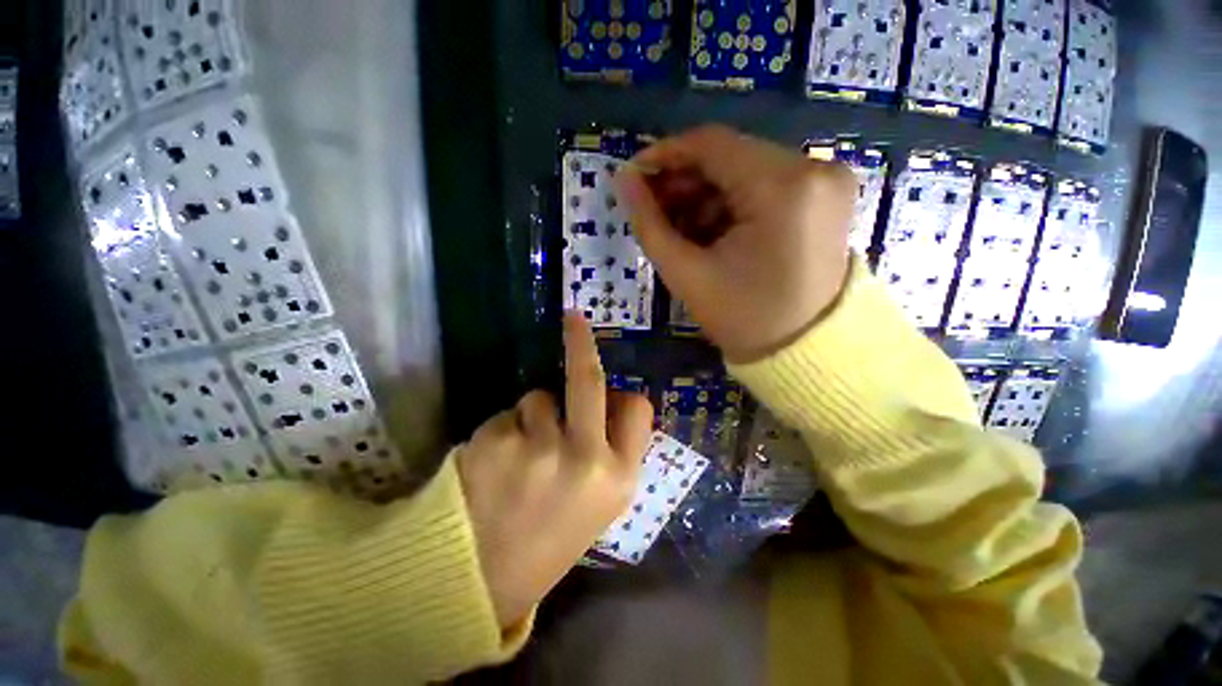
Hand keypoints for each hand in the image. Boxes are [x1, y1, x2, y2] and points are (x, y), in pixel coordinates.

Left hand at [457, 314, 653, 628]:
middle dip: (582, 343)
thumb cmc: (551, 536)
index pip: (637, 409)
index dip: (626, 396)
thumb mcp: (601, 502)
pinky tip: (495, 466)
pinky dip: (505, 430)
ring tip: (521, 456)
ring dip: (534, 414)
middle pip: (590, 380)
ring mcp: (539, 446)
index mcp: (619, 476)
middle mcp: (585, 457)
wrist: (483, 580)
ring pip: (540, 397)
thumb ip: (613, 450)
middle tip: (573, 317)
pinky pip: (507, 415)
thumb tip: (611, 401)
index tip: (612, 387)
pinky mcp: (497, 440)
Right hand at [617, 124, 857, 362]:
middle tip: (653, 209)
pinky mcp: (827, 196)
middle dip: (684, 181)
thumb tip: (624, 180)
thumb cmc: (742, 318)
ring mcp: (826, 181)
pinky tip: (710, 230)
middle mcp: (814, 169)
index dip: (665, 155)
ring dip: (706, 194)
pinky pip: (766, 185)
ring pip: (746, 169)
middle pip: (730, 155)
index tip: (633, 176)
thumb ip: (649, 223)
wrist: (803, 351)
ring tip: (679, 228)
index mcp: (782, 187)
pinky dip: (731, 203)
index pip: (712, 144)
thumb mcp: (686, 273)